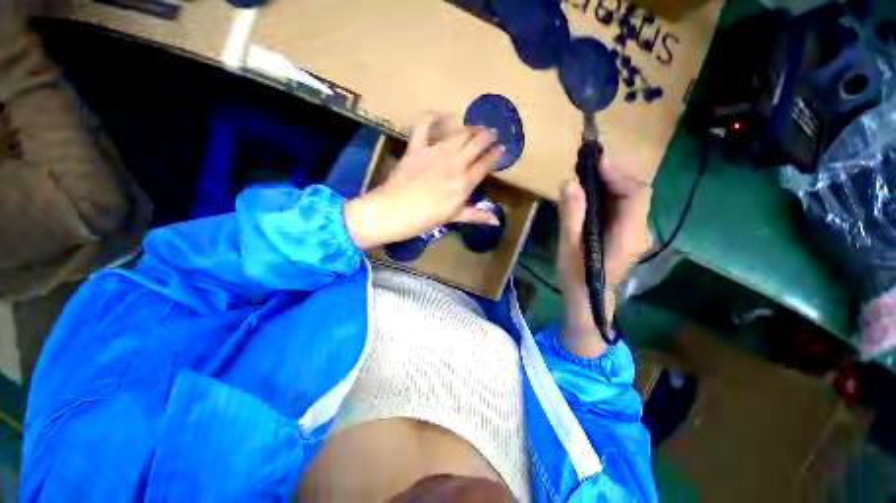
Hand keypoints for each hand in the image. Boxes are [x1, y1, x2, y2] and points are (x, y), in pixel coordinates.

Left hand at [345, 113, 503, 249]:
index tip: (501, 148)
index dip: (495, 155)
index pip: (485, 164)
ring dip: (470, 128)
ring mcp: (436, 152)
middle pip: (476, 144)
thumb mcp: (454, 218)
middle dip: (487, 136)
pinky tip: (437, 113)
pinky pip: (423, 126)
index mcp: (464, 182)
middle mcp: (455, 163)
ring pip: (459, 134)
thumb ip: (476, 215)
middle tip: (492, 133)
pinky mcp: (417, 147)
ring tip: (477, 127)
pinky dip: (430, 117)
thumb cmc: (426, 219)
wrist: (395, 211)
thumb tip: (497, 221)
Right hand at [556, 158, 651, 357]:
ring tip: (587, 174)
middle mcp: (640, 231)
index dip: (618, 175)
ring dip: (611, 183)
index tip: (596, 162)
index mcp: (628, 236)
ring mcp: (637, 233)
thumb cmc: (577, 277)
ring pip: (631, 198)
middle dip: (614, 175)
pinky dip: (609, 195)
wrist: (589, 300)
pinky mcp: (629, 234)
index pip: (636, 195)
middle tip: (587, 166)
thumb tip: (570, 184)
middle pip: (636, 193)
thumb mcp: (568, 248)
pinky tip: (591, 193)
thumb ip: (571, 217)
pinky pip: (623, 207)